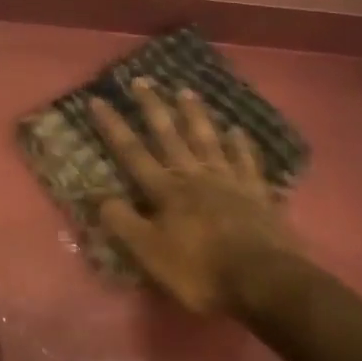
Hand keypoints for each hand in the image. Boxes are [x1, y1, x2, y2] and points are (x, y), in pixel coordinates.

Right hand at [87, 79, 303, 314]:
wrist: (263, 280)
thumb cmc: (200, 270)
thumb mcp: (150, 253)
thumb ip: (124, 223)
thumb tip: (99, 196)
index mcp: (166, 191)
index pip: (132, 152)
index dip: (113, 126)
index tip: (98, 100)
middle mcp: (195, 176)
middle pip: (170, 136)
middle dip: (153, 108)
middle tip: (142, 80)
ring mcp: (229, 181)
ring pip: (208, 140)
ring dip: (195, 115)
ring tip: (186, 91)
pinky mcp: (257, 193)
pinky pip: (247, 161)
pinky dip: (241, 144)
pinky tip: (237, 130)